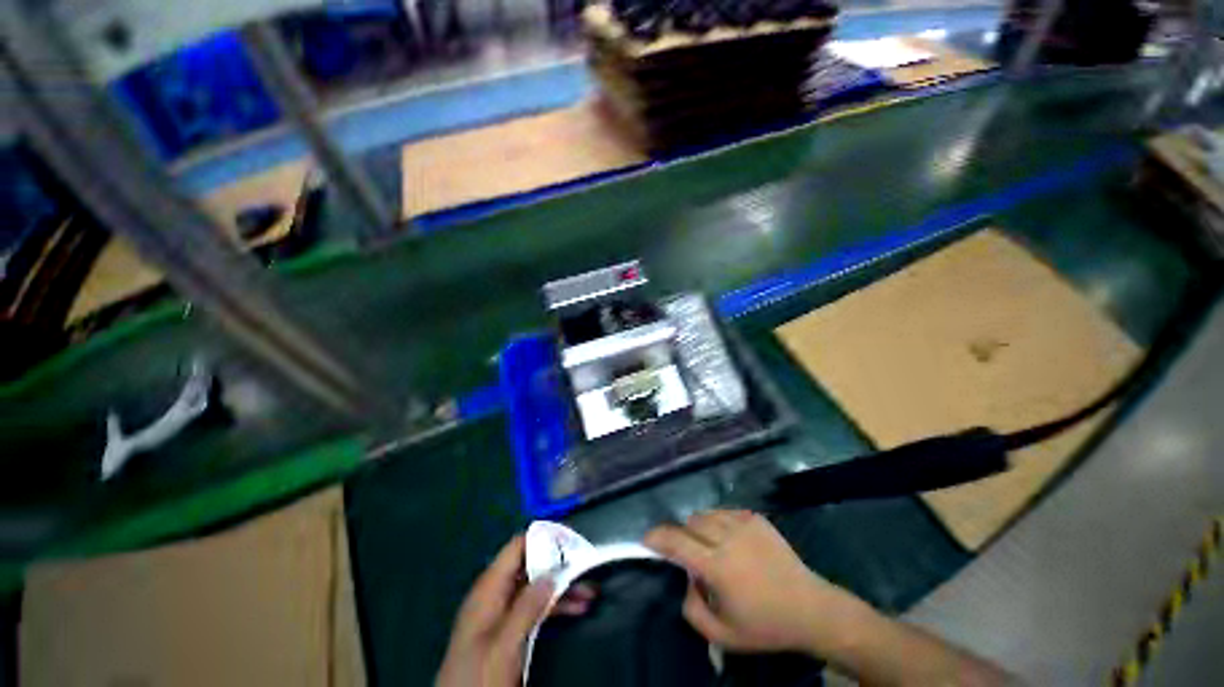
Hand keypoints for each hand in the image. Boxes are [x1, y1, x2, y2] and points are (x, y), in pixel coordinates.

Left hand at [436, 536, 596, 686]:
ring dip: (562, 588)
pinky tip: (576, 609)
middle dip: (559, 566)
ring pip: (536, 588)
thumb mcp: (504, 644)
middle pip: (530, 566)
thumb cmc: (479, 677)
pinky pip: (534, 608)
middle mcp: (495, 595)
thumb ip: (526, 606)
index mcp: (489, 589)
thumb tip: (552, 573)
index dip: (543, 539)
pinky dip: (555, 606)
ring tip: (590, 592)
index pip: (517, 547)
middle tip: (586, 568)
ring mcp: (501, 613)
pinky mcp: (508, 631)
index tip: (571, 541)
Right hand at [644, 510, 867, 654]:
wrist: (811, 608)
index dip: (657, 537)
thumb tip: (685, 579)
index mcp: (718, 566)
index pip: (677, 542)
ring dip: (700, 527)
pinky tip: (731, 541)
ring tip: (711, 547)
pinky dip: (719, 522)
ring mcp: (744, 523)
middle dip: (682, 535)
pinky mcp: (756, 517)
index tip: (646, 539)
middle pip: (690, 522)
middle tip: (689, 553)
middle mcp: (728, 538)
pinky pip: (725, 512)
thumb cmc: (766, 625)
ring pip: (706, 513)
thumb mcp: (723, 636)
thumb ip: (692, 610)